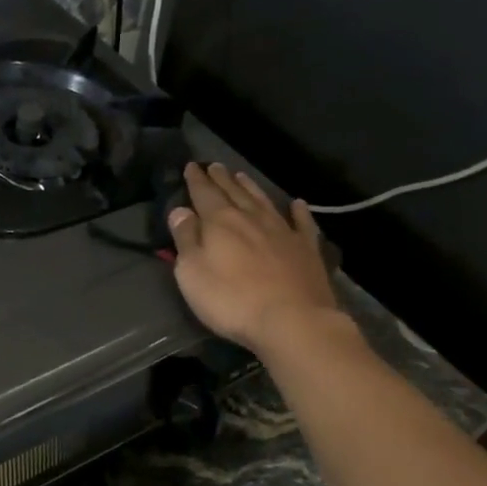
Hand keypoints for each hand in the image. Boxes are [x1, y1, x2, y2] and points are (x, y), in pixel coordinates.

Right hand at [166, 163, 338, 353]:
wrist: (292, 320)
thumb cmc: (232, 300)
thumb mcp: (192, 273)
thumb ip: (185, 239)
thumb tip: (180, 211)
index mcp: (221, 222)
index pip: (204, 194)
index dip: (196, 180)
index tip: (191, 166)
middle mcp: (252, 219)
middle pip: (234, 193)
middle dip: (222, 179)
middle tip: (215, 166)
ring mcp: (283, 232)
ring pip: (263, 201)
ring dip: (251, 188)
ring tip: (242, 176)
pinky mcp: (306, 249)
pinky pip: (302, 223)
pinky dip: (299, 212)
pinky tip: (297, 204)